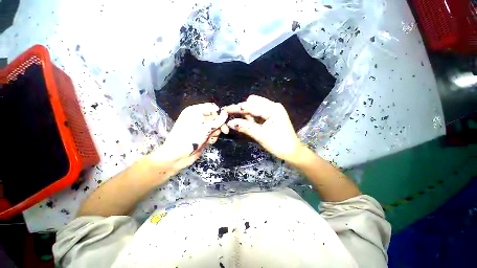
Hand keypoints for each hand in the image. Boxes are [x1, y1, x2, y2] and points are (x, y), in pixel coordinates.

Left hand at [150, 103, 228, 174]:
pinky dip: (212, 138)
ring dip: (215, 133)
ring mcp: (200, 128)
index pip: (212, 108)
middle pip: (215, 118)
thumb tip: (226, 113)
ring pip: (215, 127)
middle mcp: (198, 118)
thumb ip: (218, 120)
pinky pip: (212, 134)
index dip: (219, 113)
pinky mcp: (202, 136)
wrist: (178, 156)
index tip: (225, 119)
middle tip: (224, 131)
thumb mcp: (206, 128)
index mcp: (195, 111)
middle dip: (219, 125)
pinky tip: (207, 142)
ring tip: (209, 137)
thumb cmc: (190, 138)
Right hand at [223, 95, 301, 162]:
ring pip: (255, 107)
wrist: (292, 151)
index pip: (251, 105)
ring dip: (247, 114)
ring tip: (246, 125)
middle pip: (253, 102)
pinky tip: (251, 123)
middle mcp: (273, 106)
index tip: (225, 110)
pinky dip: (252, 117)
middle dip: (242, 110)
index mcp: (272, 109)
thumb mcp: (261, 135)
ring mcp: (273, 110)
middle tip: (235, 119)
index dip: (237, 108)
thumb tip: (230, 122)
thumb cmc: (279, 144)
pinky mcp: (272, 115)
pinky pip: (258, 112)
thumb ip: (245, 127)